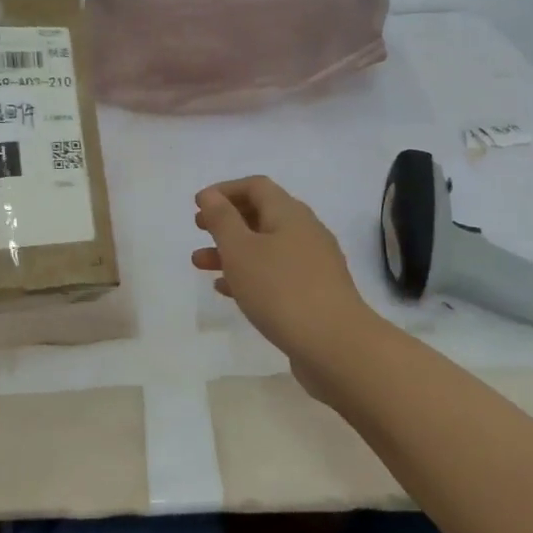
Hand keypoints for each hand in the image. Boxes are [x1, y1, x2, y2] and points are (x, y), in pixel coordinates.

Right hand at [192, 175, 374, 395]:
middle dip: (227, 221)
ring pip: (266, 247)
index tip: (198, 204)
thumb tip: (210, 195)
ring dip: (232, 251)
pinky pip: (276, 273)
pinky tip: (227, 291)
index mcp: (289, 213)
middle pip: (261, 215)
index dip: (225, 190)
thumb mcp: (240, 250)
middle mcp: (305, 231)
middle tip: (198, 230)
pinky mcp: (314, 292)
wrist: (335, 345)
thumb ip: (222, 219)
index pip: (256, 186)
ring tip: (200, 264)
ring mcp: (313, 263)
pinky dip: (250, 274)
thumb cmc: (280, 289)